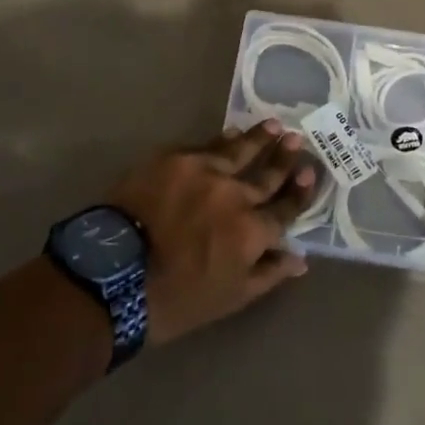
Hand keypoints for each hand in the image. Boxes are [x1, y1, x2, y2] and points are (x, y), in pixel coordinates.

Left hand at [108, 120, 316, 344]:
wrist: (113, 274)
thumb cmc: (174, 299)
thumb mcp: (229, 298)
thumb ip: (268, 274)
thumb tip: (301, 259)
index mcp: (251, 231)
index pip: (285, 208)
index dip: (300, 191)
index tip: (311, 172)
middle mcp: (235, 195)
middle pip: (267, 173)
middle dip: (285, 157)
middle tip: (297, 138)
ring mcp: (205, 171)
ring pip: (240, 149)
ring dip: (259, 138)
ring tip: (274, 125)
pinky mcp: (175, 158)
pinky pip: (206, 145)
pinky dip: (222, 140)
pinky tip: (230, 132)